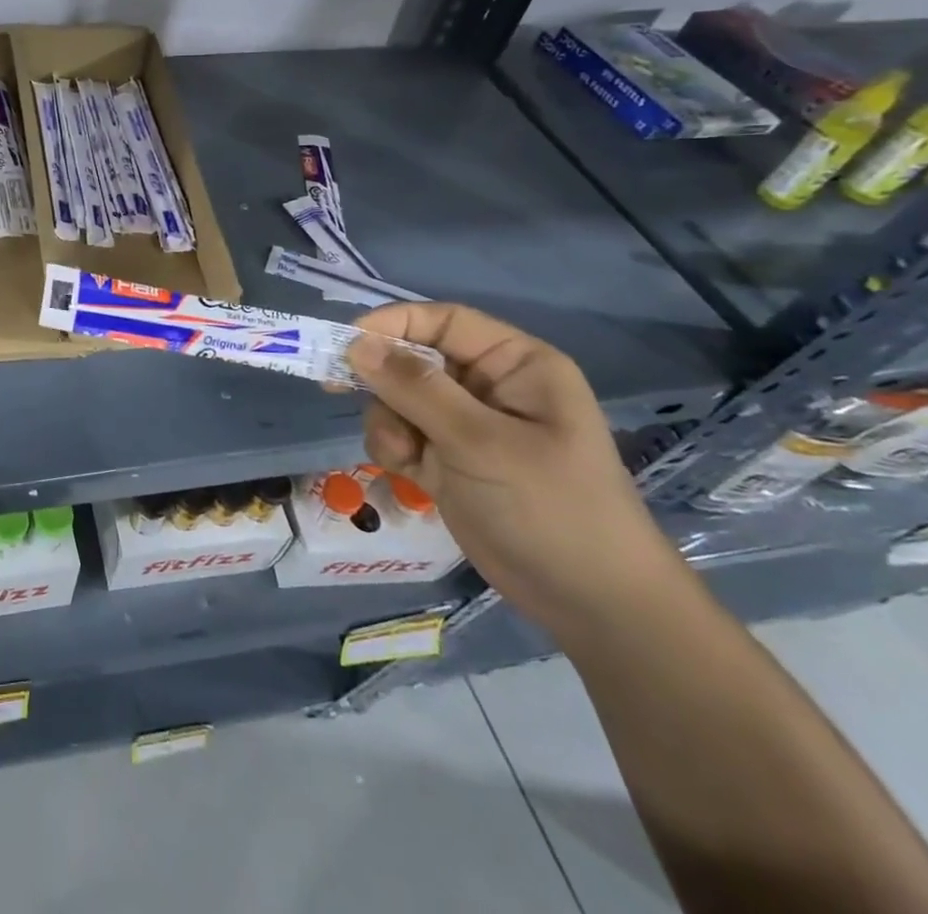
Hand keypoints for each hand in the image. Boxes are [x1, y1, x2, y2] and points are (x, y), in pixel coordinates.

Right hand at [344, 302, 689, 640]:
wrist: (590, 605)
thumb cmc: (550, 507)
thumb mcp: (481, 442)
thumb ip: (416, 389)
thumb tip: (356, 344)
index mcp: (515, 365)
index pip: (444, 321)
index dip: (394, 323)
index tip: (346, 343)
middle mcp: (488, 386)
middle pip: (413, 358)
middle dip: (382, 380)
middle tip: (337, 389)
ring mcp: (466, 425)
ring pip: (398, 398)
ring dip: (387, 421)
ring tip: (403, 455)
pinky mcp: (448, 459)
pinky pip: (401, 433)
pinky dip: (393, 447)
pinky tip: (409, 473)